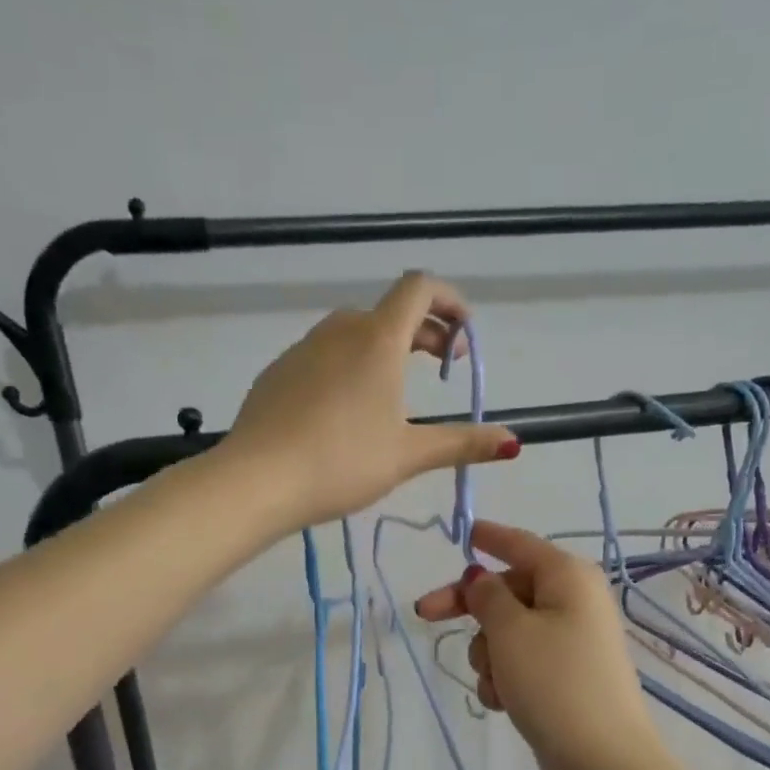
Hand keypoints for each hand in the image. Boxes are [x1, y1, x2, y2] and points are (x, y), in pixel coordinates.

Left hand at [220, 273, 516, 528]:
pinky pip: (324, 355)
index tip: (464, 335)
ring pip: (354, 333)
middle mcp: (340, 331)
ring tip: (395, 393)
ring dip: (385, 348)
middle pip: (390, 311)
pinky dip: (349, 365)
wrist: (256, 480)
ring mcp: (303, 349)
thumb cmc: (342, 462)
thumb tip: (513, 442)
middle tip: (441, 369)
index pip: (419, 289)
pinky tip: (345, 410)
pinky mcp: (278, 372)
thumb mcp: (408, 455)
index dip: (450, 301)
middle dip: (424, 332)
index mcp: (378, 340)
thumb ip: (462, 443)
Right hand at [414, 521, 665, 769]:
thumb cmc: (554, 682)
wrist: (603, 760)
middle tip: (425, 616)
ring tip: (496, 683)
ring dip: (489, 654)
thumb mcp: (510, 631)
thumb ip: (487, 597)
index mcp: (567, 576)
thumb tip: (480, 578)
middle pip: (508, 591)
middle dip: (473, 612)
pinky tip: (503, 703)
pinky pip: (522, 661)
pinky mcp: (566, 675)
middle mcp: (573, 601)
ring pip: (509, 631)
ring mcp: (571, 640)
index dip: (488, 538)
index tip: (462, 533)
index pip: (520, 544)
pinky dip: (506, 677)